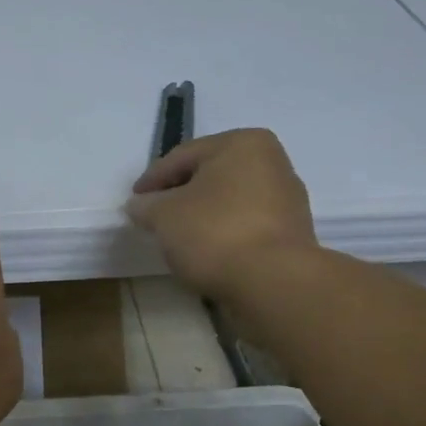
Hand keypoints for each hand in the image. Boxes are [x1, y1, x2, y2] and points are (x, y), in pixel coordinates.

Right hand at [127, 129, 318, 305]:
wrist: (272, 282)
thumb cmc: (214, 232)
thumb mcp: (163, 215)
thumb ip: (146, 206)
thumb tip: (139, 205)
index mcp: (242, 143)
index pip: (182, 157)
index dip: (152, 179)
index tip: (133, 201)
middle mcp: (271, 162)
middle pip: (209, 176)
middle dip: (179, 195)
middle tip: (153, 216)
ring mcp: (287, 199)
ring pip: (228, 201)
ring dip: (202, 215)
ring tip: (177, 236)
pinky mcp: (291, 233)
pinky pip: (245, 224)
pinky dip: (222, 232)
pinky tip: (205, 250)